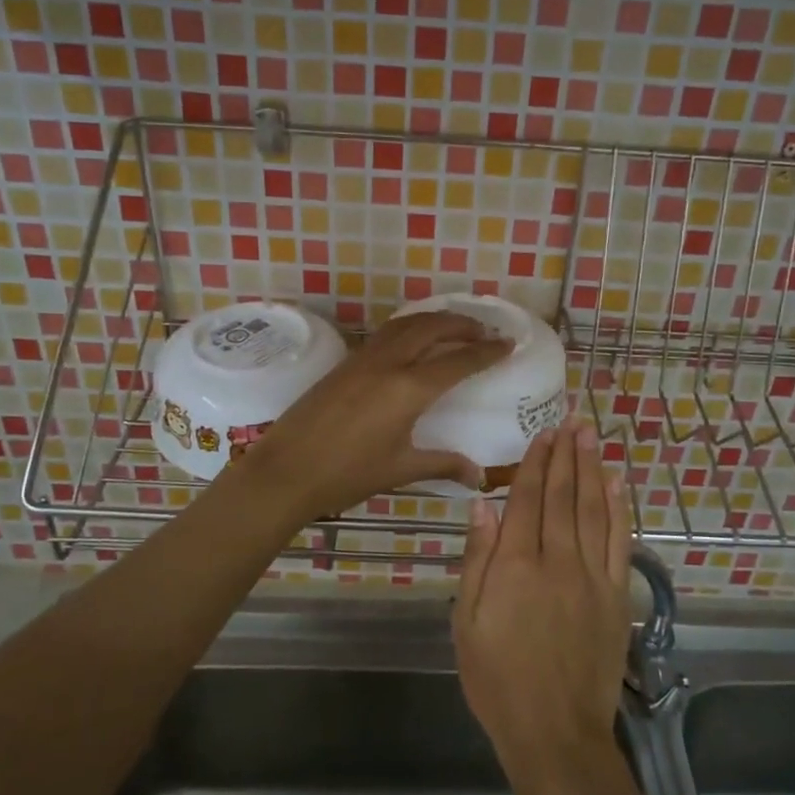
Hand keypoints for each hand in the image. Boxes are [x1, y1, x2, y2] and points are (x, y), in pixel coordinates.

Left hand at [234, 310, 511, 520]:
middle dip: (463, 324)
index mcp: (409, 389)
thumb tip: (478, 475)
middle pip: (433, 328)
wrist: (286, 470)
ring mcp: (364, 358)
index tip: (508, 343)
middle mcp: (390, 363)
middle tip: (485, 330)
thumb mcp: (400, 469)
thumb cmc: (347, 474)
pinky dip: (410, 327)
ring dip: (435, 319)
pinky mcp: (346, 362)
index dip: (487, 351)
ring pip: (407, 324)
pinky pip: (387, 333)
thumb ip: (442, 464)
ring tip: (454, 327)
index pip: (459, 361)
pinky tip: (414, 340)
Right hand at [454, 418, 634, 782]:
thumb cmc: (498, 679)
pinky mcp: (616, 595)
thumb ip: (478, 560)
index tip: (543, 434)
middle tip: (571, 421)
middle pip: (563, 496)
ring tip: (591, 437)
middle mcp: (557, 560)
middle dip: (566, 455)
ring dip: (592, 469)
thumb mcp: (466, 622)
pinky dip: (618, 508)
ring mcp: (592, 576)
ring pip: (593, 510)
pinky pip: (620, 542)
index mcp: (516, 565)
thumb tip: (484, 505)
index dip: (536, 464)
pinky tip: (616, 484)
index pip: (528, 500)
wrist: (555, 731)